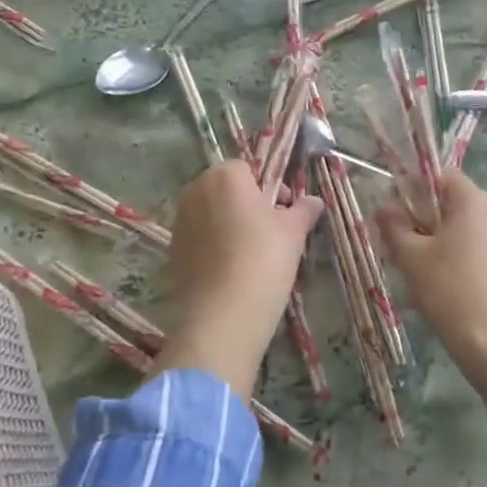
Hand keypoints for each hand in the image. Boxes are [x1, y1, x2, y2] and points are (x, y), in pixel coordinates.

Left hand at [156, 161, 322, 396]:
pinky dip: (215, 245)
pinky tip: (233, 270)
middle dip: (249, 204)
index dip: (271, 188)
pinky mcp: (172, 249)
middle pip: (227, 188)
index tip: (286, 212)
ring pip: (212, 213)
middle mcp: (196, 190)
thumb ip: (303, 210)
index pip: (250, 169)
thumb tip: (313, 201)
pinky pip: (200, 237)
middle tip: (273, 232)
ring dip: (231, 224)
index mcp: (225, 176)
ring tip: (253, 254)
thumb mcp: (293, 233)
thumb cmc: (263, 261)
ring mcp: (180, 220)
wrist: (222, 317)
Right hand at [379, 172, 486, 482]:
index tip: (394, 210)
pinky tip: (441, 280)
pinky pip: (478, 244)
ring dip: (439, 236)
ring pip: (465, 224)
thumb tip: (384, 208)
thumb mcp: (411, 257)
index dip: (413, 186)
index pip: (441, 175)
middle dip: (424, 214)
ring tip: (416, 264)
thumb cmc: (449, 291)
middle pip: (454, 200)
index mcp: (475, 201)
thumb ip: (393, 226)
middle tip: (400, 240)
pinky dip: (457, 252)